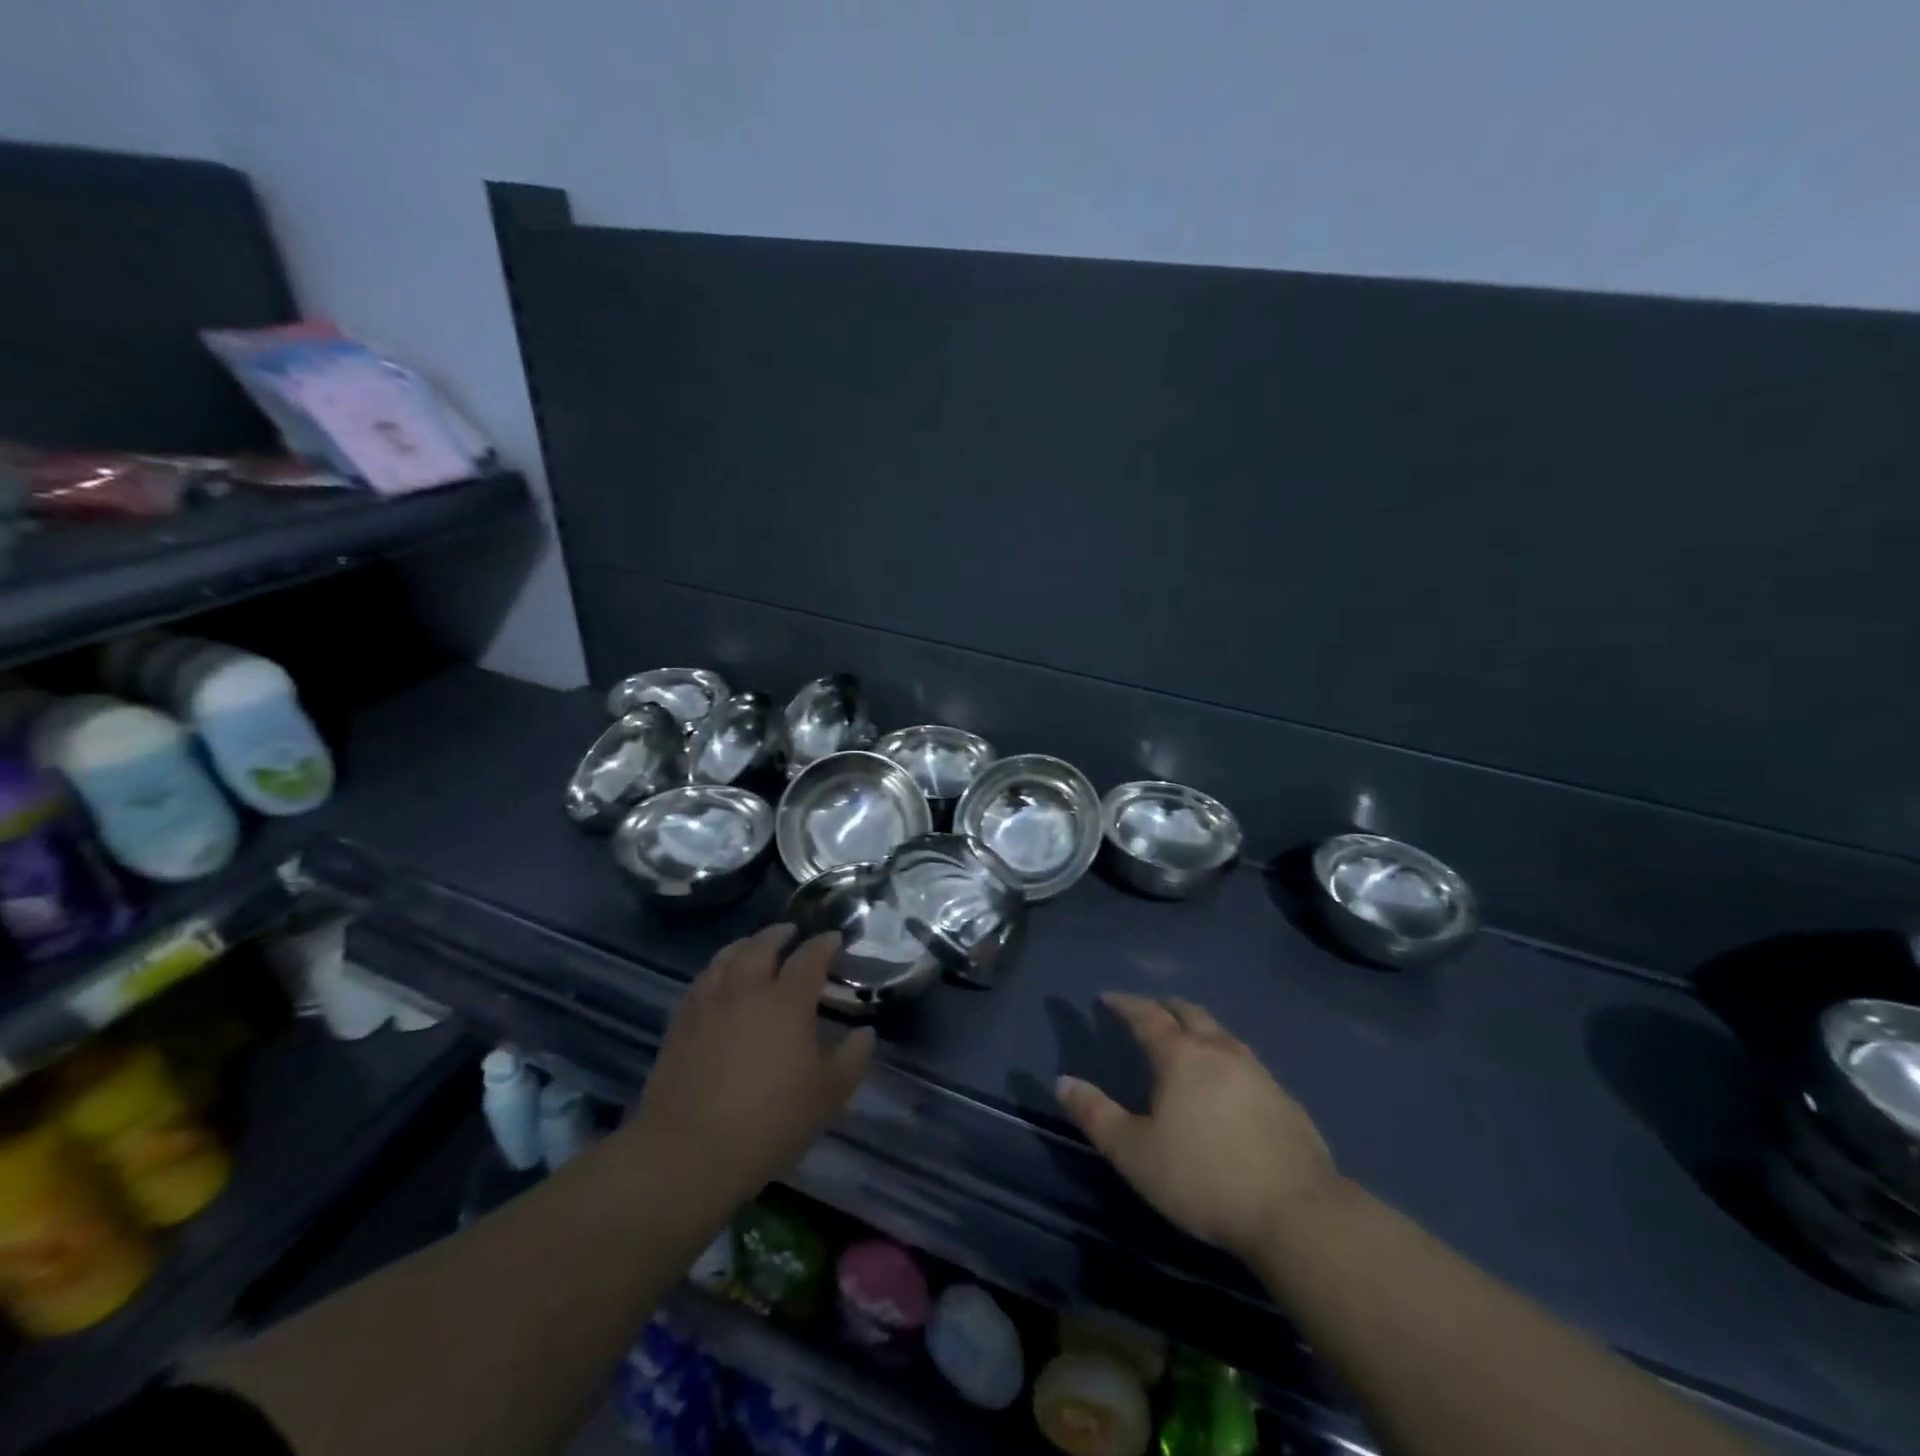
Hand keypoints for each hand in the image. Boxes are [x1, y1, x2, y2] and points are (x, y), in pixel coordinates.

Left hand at [630, 925, 872, 1207]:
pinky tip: (717, 982)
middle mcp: (746, 990)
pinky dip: (715, 970)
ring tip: (752, 946)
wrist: (687, 1152)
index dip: (824, 944)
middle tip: (790, 931)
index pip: (809, 958)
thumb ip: (852, 1060)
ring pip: (725, 958)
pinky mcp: (679, 1024)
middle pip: (761, 946)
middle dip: (779, 934)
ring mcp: (708, 1004)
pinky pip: (700, 982)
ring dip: (744, 945)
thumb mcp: (827, 1096)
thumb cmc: (768, 1123)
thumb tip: (866, 1033)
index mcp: (786, 1001)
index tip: (834, 938)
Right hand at [1056, 993, 1341, 1261]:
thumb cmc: (1203, 1178)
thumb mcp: (1134, 1153)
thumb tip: (1063, 1081)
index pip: (1147, 1016)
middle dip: (1165, 1007)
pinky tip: (1227, 1083)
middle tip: (1150, 1010)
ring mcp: (1258, 1072)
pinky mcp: (1285, 1099)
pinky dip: (1225, 1058)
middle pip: (1190, 1013)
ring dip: (1199, 1029)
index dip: (1125, 1005)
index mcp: (1181, 1056)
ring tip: (1188, 1041)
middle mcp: (1219, 1051)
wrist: (1296, 1213)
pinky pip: (1246, 1062)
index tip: (1108, 998)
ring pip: (1222, 1034)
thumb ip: (1095, 1115)